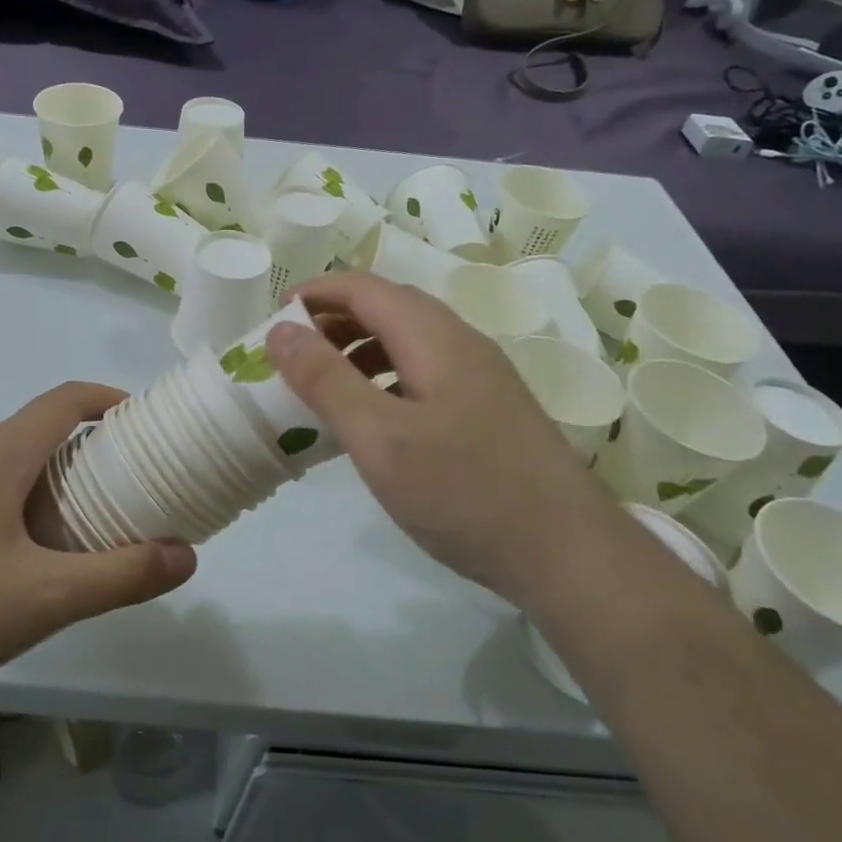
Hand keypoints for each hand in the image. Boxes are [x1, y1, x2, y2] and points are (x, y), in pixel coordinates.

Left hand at [0, 383, 196, 692]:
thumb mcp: (46, 596)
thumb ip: (121, 576)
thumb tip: (186, 556)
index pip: (65, 400)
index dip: (109, 400)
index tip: (145, 423)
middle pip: (38, 433)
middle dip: (87, 453)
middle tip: (125, 490)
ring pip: (7, 467)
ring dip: (49, 484)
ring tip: (78, 533)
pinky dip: (15, 507)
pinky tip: (16, 566)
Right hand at [265, 273, 617, 601]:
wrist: (568, 553)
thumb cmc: (464, 491)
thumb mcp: (380, 438)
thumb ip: (326, 380)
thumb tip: (280, 329)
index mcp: (435, 337)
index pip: (365, 288)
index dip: (315, 293)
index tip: (273, 317)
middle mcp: (462, 343)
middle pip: (389, 306)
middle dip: (334, 319)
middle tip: (293, 353)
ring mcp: (481, 376)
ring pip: (409, 339)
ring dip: (360, 347)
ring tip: (325, 384)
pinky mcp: (489, 408)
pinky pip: (425, 370)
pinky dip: (386, 375)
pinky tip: (375, 416)